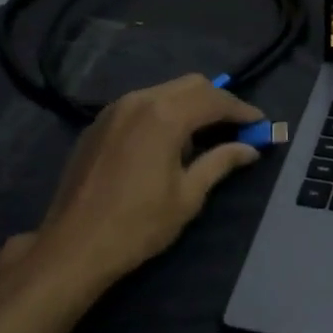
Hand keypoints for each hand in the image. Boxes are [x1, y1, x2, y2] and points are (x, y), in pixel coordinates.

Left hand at [33, 74, 264, 287]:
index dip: (242, 110)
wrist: (72, 247)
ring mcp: (115, 108)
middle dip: (218, 101)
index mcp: (165, 115)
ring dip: (190, 105)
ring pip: (165, 91)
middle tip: (236, 127)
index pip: (215, 99)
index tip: (260, 124)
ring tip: (204, 136)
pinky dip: (164, 111)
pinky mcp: (99, 122)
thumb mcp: (188, 196)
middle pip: (191, 85)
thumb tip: (250, 149)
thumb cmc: (137, 225)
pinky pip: (142, 103)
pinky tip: (167, 142)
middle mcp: (140, 100)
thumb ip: (220, 163)